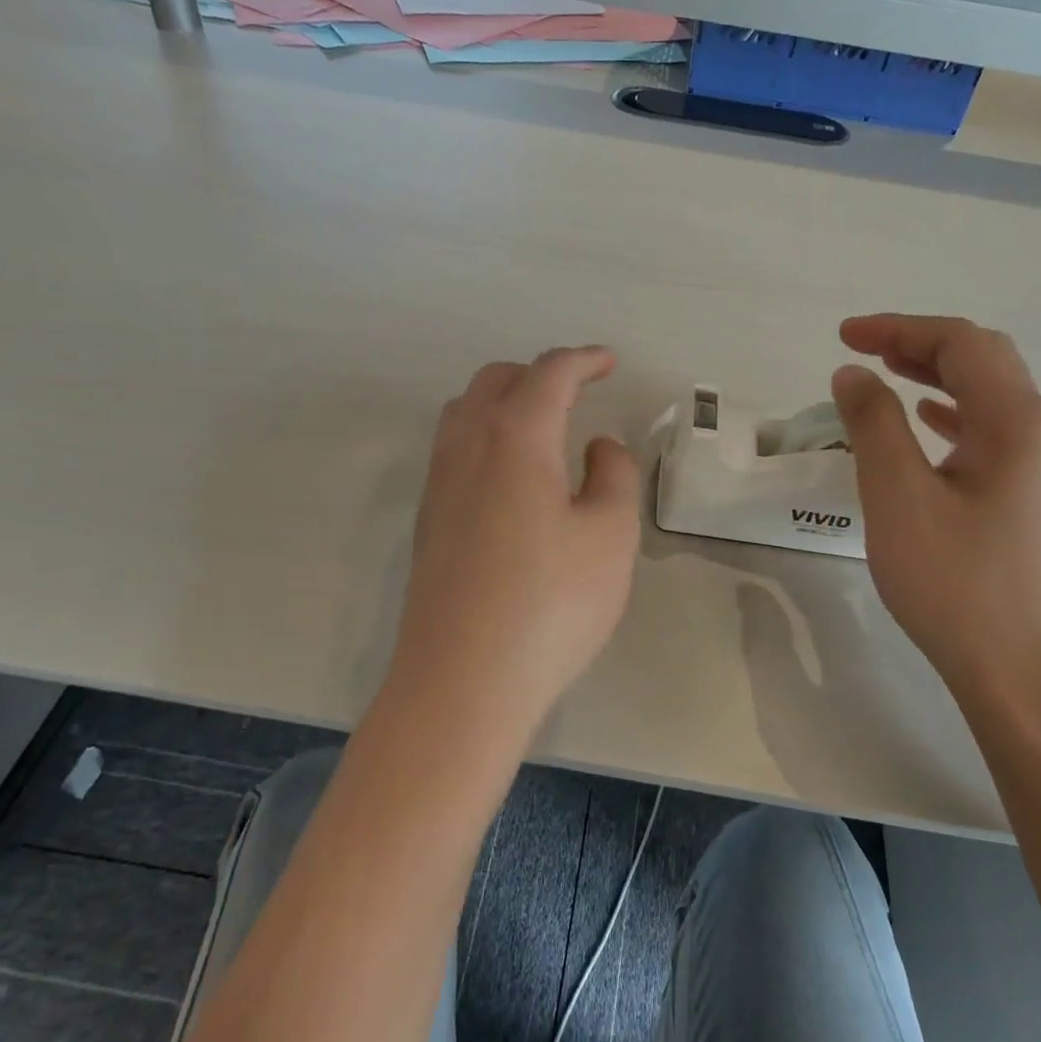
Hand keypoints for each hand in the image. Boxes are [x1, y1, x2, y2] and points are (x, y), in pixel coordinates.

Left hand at [387, 347, 640, 735]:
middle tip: (579, 393)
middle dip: (540, 374)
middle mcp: (466, 446)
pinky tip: (513, 478)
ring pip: (465, 412)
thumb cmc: (551, 604)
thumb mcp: (610, 535)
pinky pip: (454, 449)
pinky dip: (486, 437)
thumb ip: (613, 475)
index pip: (550, 373)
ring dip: (505, 402)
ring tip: (545, 429)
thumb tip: (598, 447)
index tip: (610, 362)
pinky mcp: (427, 520)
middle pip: (496, 380)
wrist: (462, 681)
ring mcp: (438, 483)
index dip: (584, 359)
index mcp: (516, 436)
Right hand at [831, 315, 1040, 699]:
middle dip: (921, 343)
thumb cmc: (956, 582)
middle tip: (864, 349)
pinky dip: (950, 415)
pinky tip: (925, 425)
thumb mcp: (899, 497)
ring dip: (936, 375)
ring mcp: (1039, 469)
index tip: (843, 337)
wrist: (1021, 672)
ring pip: (988, 396)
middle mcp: (1039, 433)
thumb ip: (873, 425)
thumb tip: (853, 373)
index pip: (960, 344)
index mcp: (1017, 421)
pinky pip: (989, 434)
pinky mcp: (1028, 500)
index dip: (899, 328)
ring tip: (886, 375)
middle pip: (983, 360)